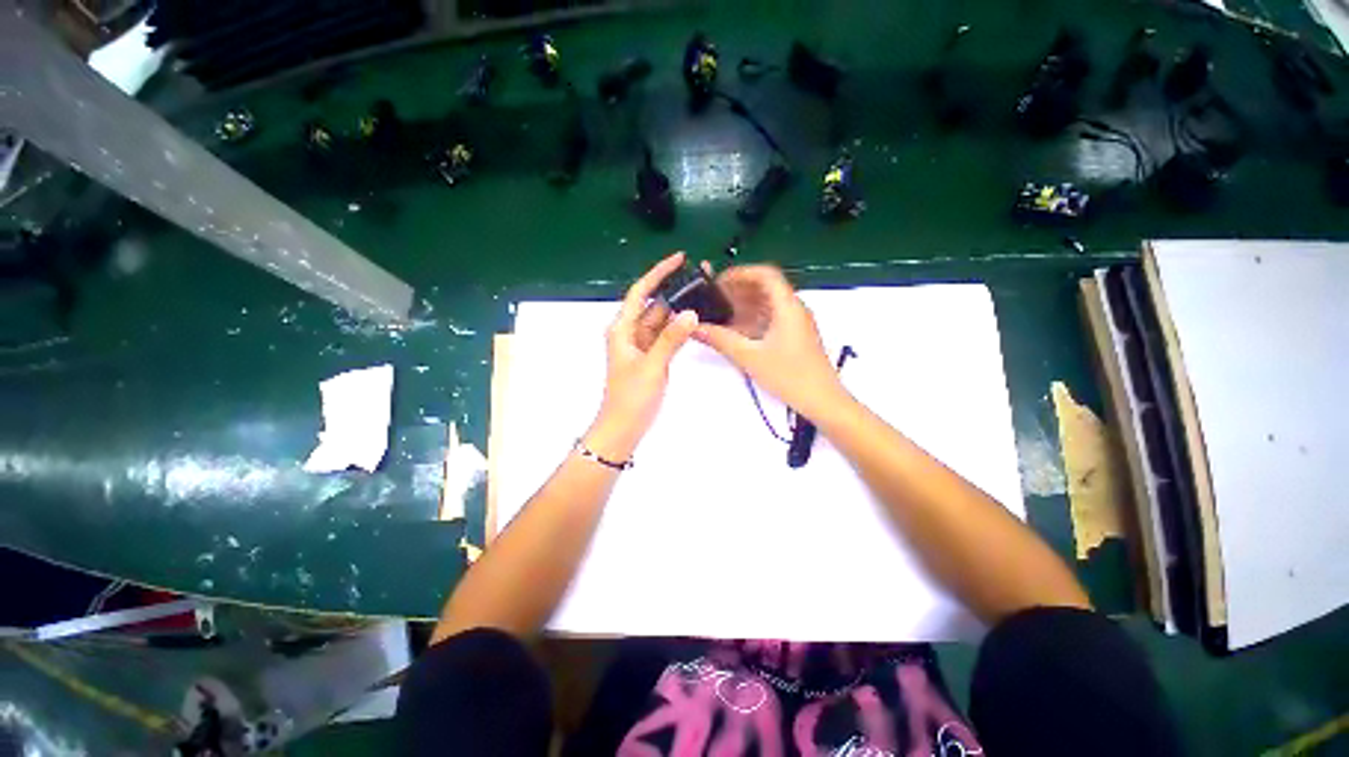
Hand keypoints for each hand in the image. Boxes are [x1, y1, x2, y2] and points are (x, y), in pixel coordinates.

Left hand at [586, 253, 698, 459]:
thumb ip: (670, 339)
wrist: (624, 427)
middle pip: (653, 304)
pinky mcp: (651, 357)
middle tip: (700, 278)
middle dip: (673, 290)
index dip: (657, 273)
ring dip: (678, 309)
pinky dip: (678, 328)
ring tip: (702, 296)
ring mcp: (642, 345)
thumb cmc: (630, 397)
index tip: (678, 259)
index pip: (640, 293)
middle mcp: (630, 333)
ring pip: (661, 320)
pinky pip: (665, 335)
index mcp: (623, 329)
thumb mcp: (651, 366)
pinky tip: (694, 321)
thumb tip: (691, 313)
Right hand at [695, 265, 846, 418]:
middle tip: (713, 299)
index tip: (718, 282)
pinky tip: (736, 331)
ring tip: (720, 314)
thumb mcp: (750, 357)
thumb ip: (721, 340)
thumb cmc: (789, 376)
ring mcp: (796, 323)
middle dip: (738, 290)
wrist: (822, 401)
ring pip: (768, 304)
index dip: (740, 273)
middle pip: (765, 287)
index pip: (766, 274)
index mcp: (788, 306)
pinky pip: (771, 318)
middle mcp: (794, 309)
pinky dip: (753, 319)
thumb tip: (695, 327)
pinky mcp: (795, 336)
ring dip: (744, 305)